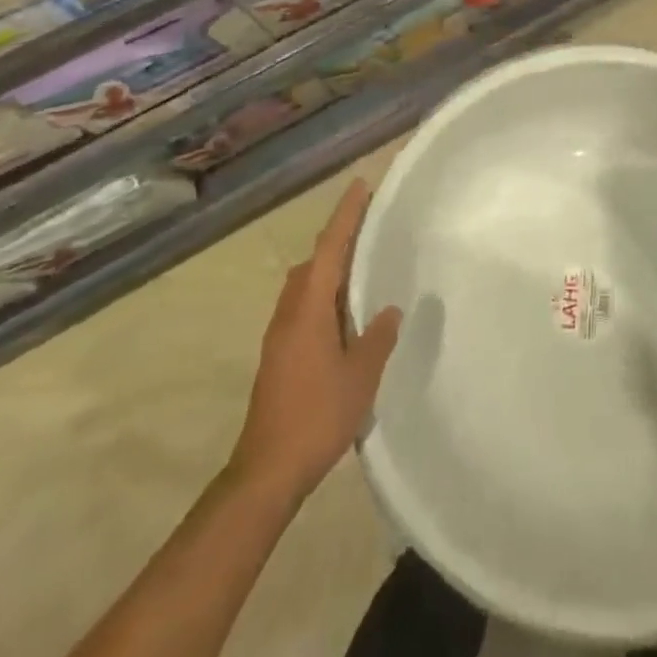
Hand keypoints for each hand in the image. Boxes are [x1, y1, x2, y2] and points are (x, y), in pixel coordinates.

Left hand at [231, 179, 401, 503]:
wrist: (267, 470)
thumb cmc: (317, 415)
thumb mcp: (361, 375)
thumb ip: (377, 337)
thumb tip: (388, 310)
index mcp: (309, 307)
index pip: (329, 248)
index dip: (345, 215)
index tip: (360, 185)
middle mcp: (290, 311)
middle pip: (313, 261)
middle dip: (338, 238)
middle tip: (368, 224)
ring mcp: (280, 333)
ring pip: (306, 284)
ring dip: (329, 267)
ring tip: (361, 264)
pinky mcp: (279, 354)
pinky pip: (304, 306)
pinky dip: (324, 293)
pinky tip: (344, 312)